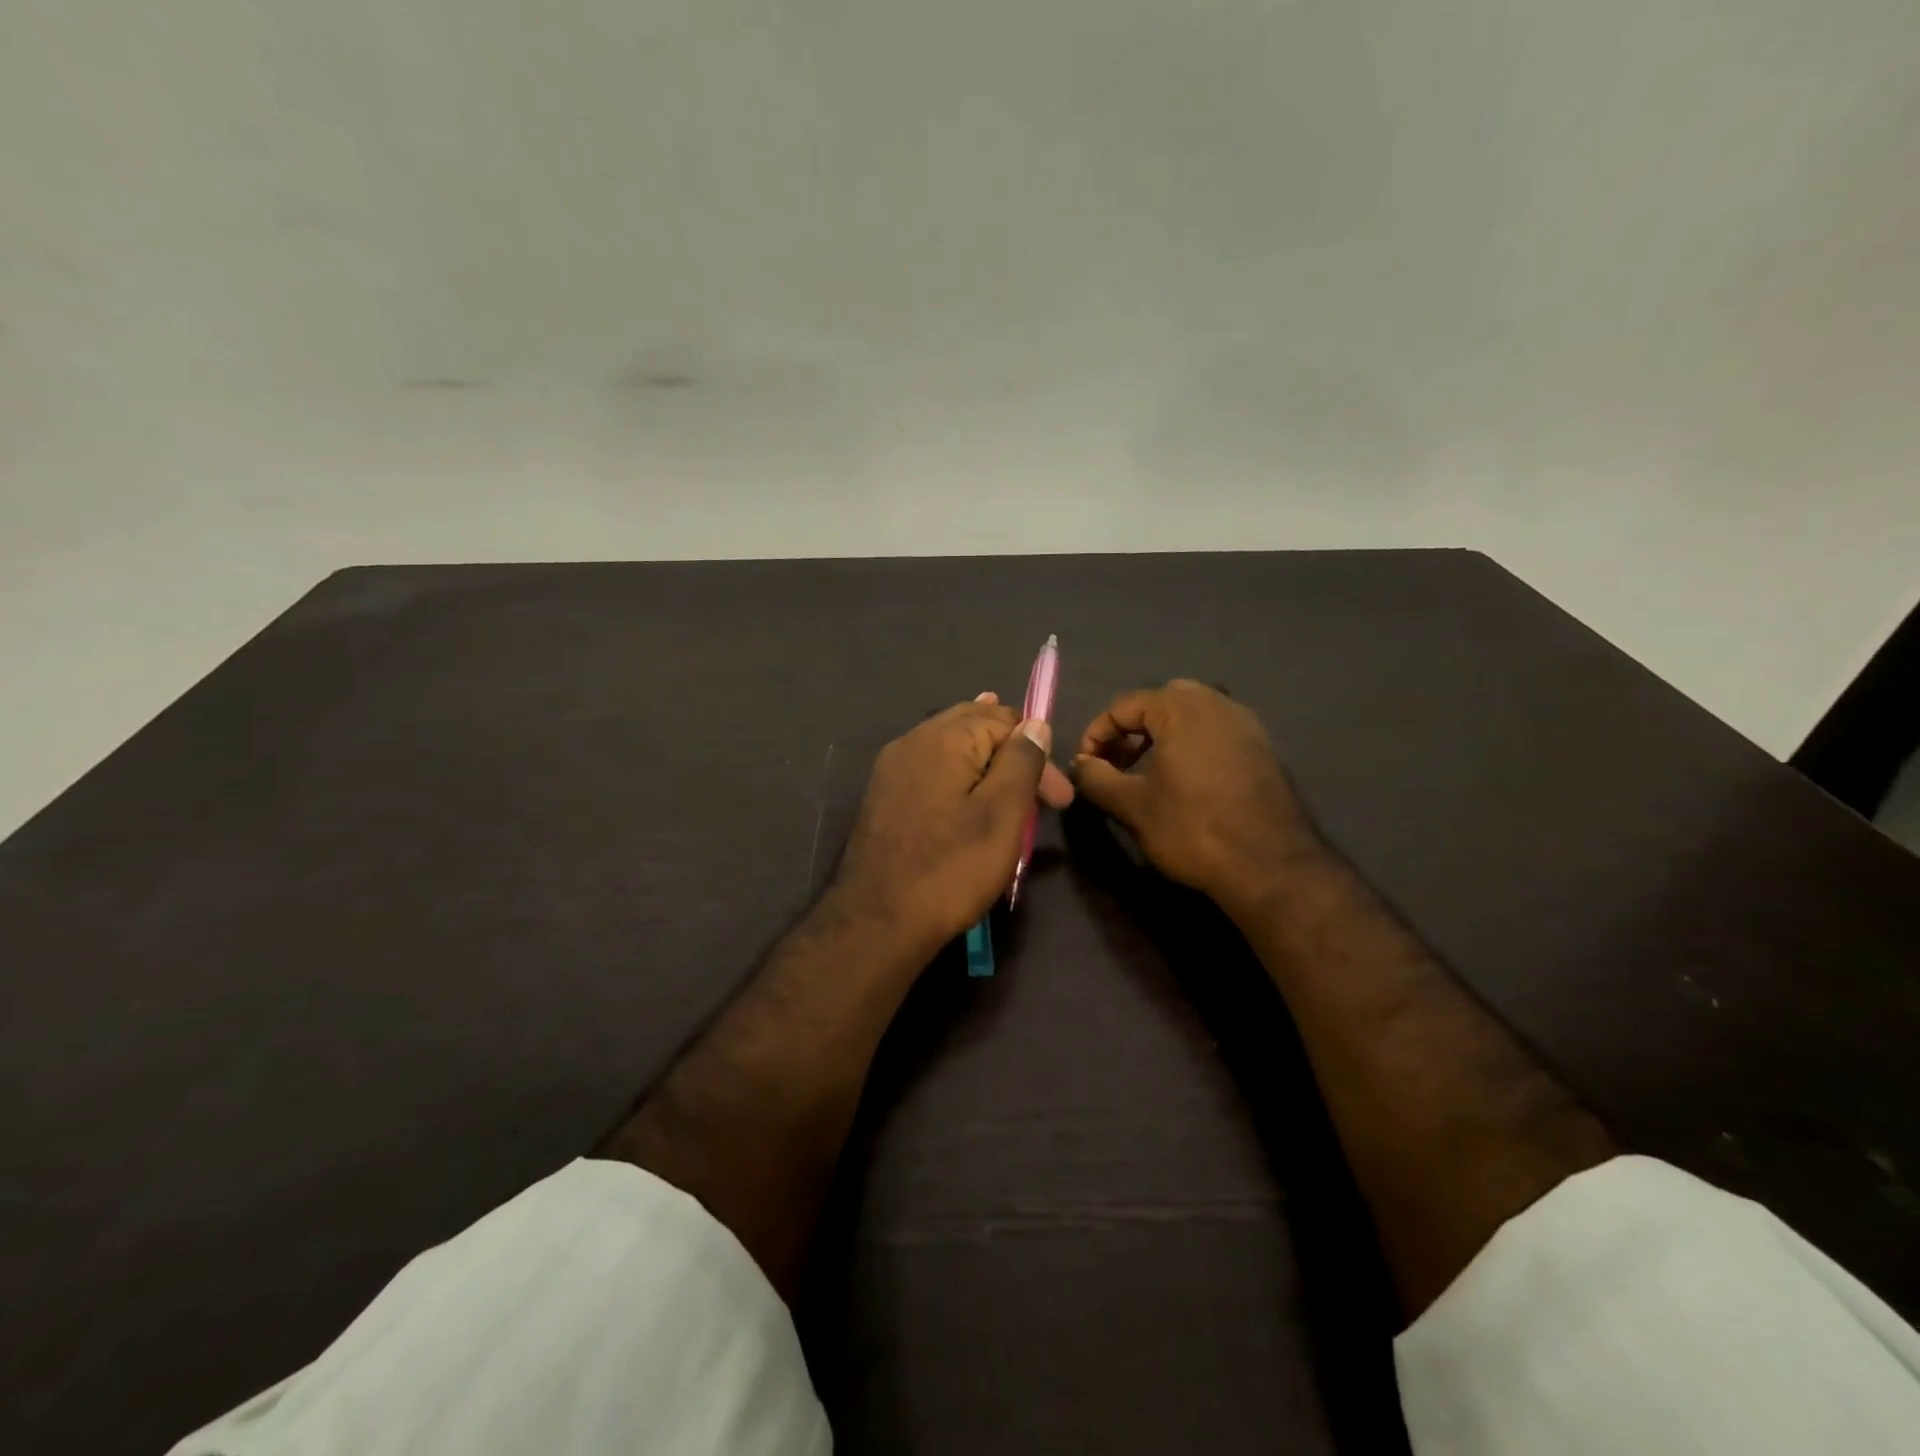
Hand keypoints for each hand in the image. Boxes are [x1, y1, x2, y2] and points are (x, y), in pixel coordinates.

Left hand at [832, 694, 1074, 958]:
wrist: (877, 922)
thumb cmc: (950, 869)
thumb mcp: (1002, 815)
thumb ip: (1021, 762)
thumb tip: (1035, 724)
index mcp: (944, 738)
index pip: (1006, 721)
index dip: (1038, 753)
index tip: (1057, 799)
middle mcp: (913, 740)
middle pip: (973, 724)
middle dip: (1011, 751)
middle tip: (1039, 790)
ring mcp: (892, 767)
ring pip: (950, 745)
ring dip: (985, 761)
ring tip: (1010, 776)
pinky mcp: (884, 795)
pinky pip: (931, 768)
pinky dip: (958, 774)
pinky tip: (969, 789)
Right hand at [1071, 680, 1322, 915]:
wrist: (1270, 865)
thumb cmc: (1192, 827)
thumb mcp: (1131, 804)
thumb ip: (1096, 777)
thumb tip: (1079, 764)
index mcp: (1181, 706)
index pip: (1123, 706)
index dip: (1095, 735)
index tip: (1085, 767)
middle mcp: (1217, 703)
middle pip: (1158, 703)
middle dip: (1130, 731)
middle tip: (1115, 764)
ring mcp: (1245, 724)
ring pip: (1189, 717)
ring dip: (1160, 738)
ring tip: (1144, 775)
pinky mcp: (1262, 749)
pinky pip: (1214, 734)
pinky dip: (1189, 747)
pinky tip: (1183, 784)